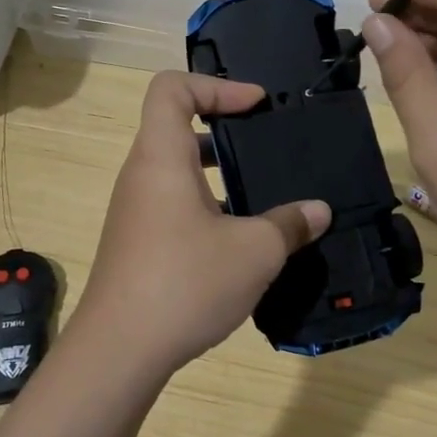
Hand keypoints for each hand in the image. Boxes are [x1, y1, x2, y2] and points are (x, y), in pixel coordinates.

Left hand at [74, 72, 331, 379]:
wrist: (118, 350)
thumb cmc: (184, 282)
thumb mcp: (254, 252)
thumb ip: (289, 224)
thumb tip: (318, 211)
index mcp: (161, 157)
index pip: (172, 88)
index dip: (216, 85)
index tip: (255, 105)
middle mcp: (142, 175)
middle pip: (175, 126)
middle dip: (224, 129)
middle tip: (266, 147)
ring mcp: (135, 210)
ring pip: (176, 170)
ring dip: (218, 173)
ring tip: (262, 195)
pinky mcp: (137, 242)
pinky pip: (173, 203)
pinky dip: (206, 205)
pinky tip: (240, 241)